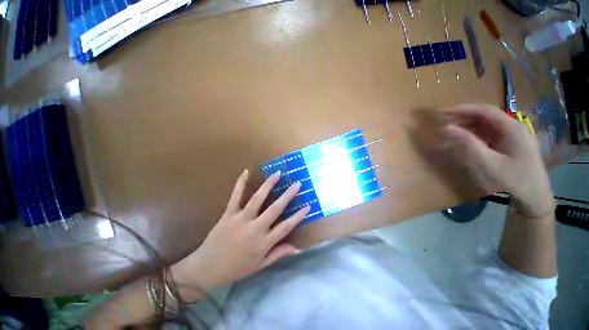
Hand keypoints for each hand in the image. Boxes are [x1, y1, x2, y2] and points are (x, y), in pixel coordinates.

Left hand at [172, 169, 309, 299]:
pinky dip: (240, 184)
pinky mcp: (228, 214)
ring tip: (278, 173)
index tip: (308, 205)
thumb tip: (297, 249)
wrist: (210, 266)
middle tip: (297, 184)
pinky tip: (245, 172)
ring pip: (257, 199)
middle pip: (275, 209)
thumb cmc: (237, 268)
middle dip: (288, 196)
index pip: (286, 227)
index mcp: (264, 242)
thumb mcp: (260, 265)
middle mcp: (255, 228)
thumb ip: (278, 254)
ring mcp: (241, 219)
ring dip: (268, 185)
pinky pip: (235, 197)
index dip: (298, 216)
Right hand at [443, 104, 553, 215]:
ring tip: (459, 135)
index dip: (464, 109)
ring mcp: (516, 136)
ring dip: (475, 129)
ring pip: (492, 127)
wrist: (537, 200)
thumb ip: (472, 147)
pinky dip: (484, 138)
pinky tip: (476, 145)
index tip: (445, 112)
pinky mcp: (516, 146)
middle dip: (468, 119)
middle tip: (449, 125)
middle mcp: (514, 126)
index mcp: (511, 126)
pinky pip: (496, 137)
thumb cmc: (517, 182)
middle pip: (488, 117)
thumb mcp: (493, 167)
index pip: (484, 110)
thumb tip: (449, 129)